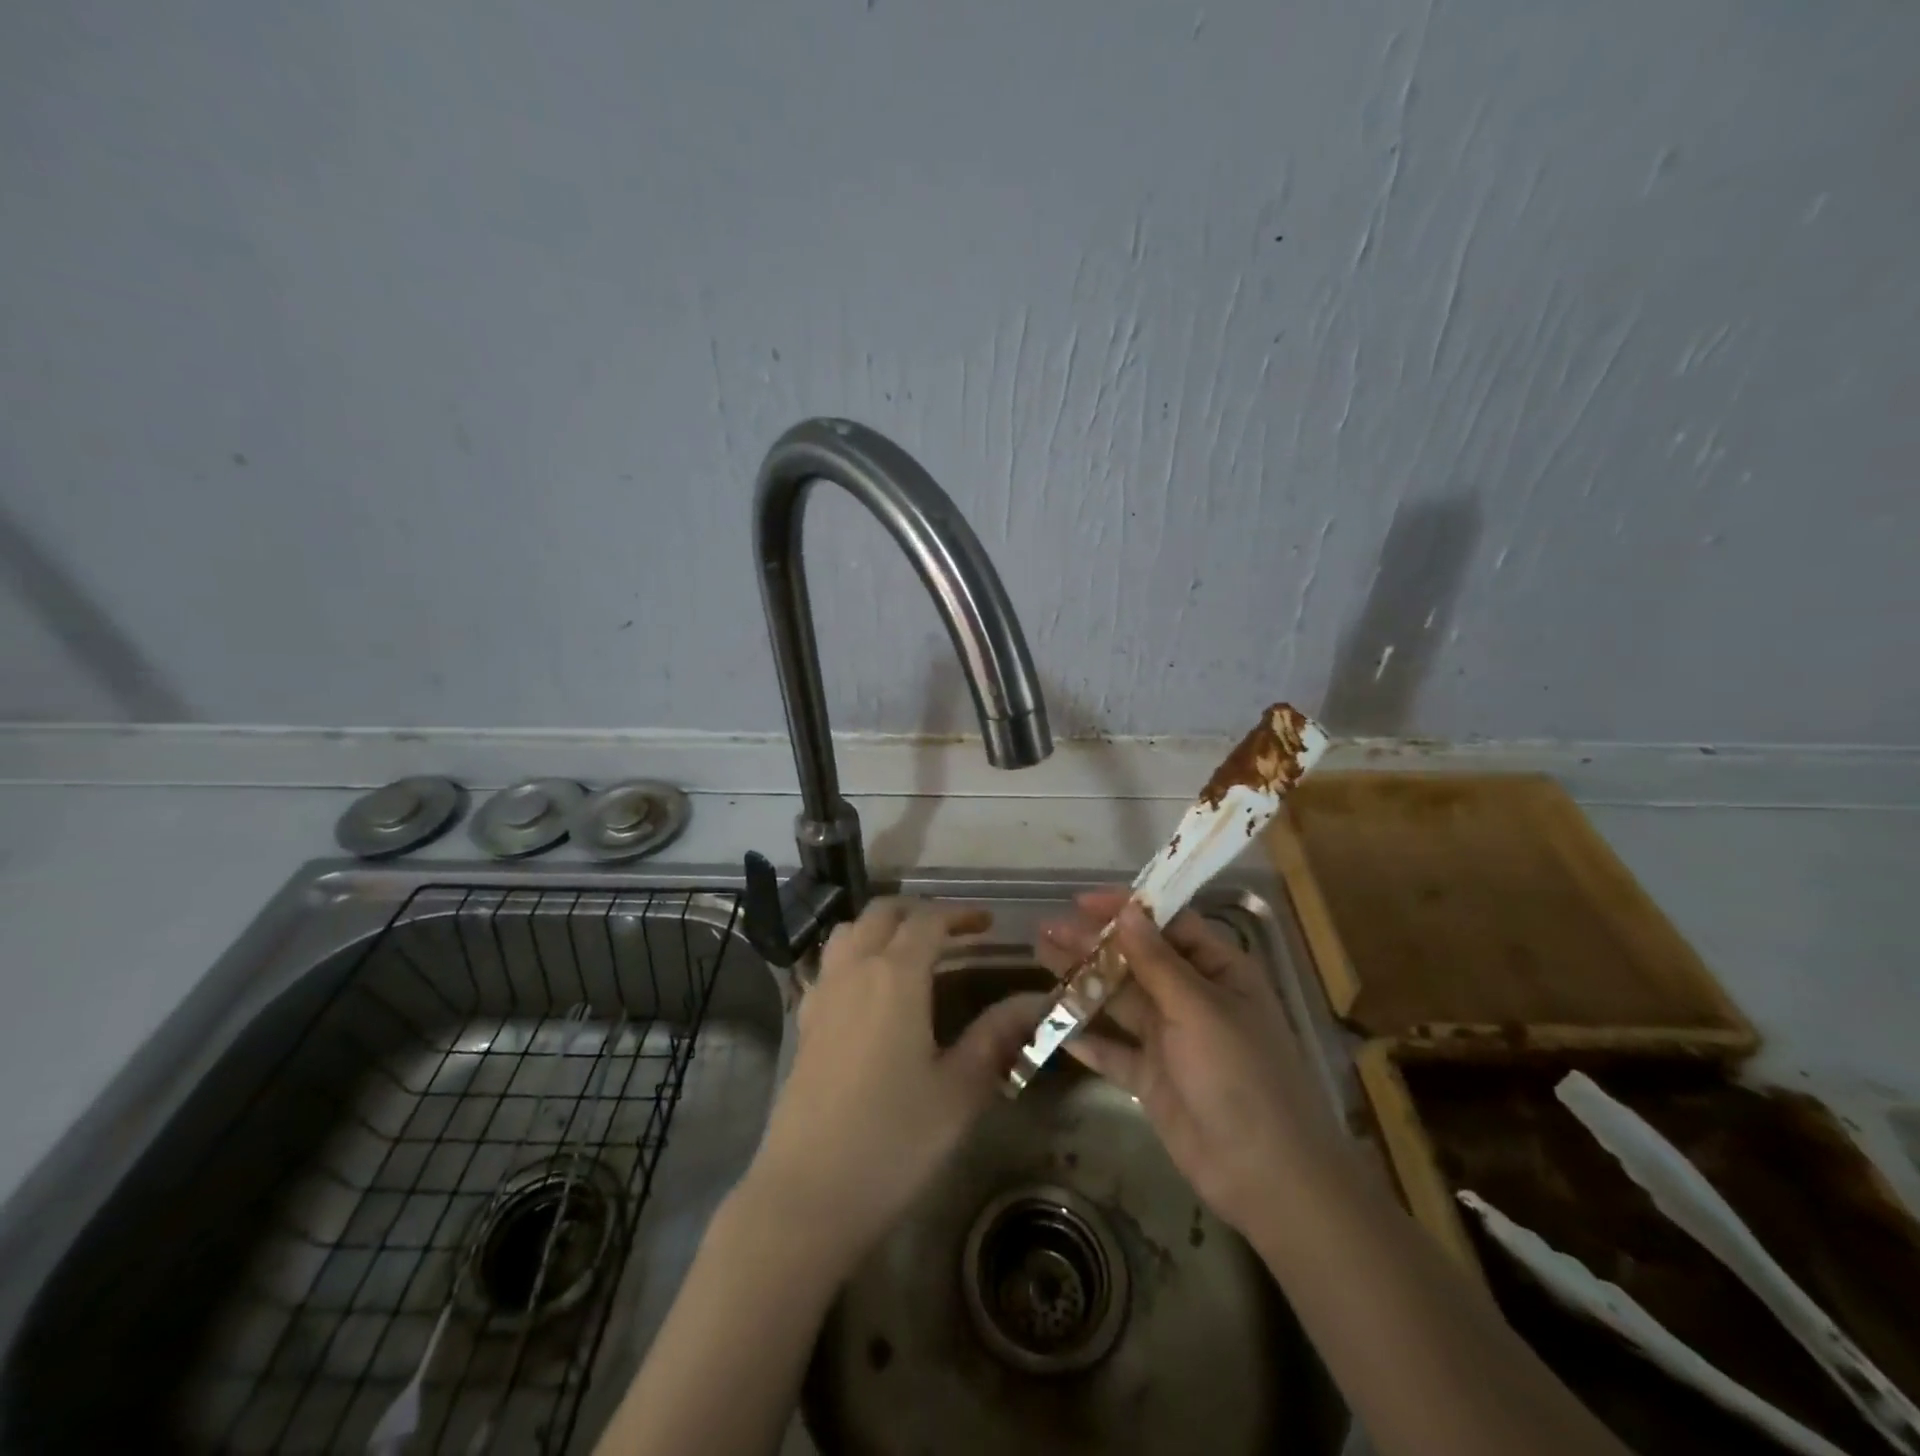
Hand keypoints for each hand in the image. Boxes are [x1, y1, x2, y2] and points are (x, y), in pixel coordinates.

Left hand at [744, 898, 1047, 1264]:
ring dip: (882, 926)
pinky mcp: (804, 1021)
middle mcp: (854, 970)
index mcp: (895, 976)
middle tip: (955, 933)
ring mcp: (822, 993)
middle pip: (883, 913)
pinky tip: (870, 989)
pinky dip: (854, 953)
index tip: (989, 924)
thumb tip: (1039, 1001)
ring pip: (850, 931)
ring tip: (912, 950)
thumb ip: (998, 1035)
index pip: (928, 921)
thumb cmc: (893, 1140)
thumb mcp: (959, 1090)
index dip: (960, 915)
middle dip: (921, 912)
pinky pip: (829, 963)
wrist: (806, 1195)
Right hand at [1036, 891, 1344, 1235]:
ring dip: (1081, 981)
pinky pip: (1112, 1050)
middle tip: (1046, 930)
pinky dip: (1085, 1038)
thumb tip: (1128, 910)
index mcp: (1217, 971)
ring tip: (1040, 958)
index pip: (1167, 924)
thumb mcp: (1199, 1009)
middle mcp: (1192, 998)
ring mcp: (1170, 1039)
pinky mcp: (1152, 1078)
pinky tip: (1053, 1025)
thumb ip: (1157, 961)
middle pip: (1135, 960)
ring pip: (1118, 1000)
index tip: (1081, 902)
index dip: (1125, 909)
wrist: (1266, 1176)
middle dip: (1092, 944)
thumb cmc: (1240, 1076)